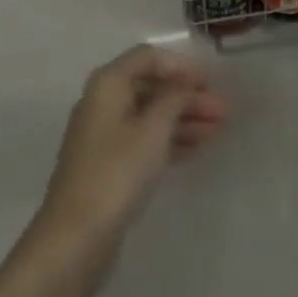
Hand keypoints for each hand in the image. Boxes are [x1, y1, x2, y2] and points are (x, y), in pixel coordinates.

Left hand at [32, 46, 227, 262]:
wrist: (75, 239)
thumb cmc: (116, 173)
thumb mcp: (153, 129)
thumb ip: (174, 99)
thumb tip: (186, 84)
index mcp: (109, 83)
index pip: (149, 57)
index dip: (182, 66)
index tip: (211, 82)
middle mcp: (103, 102)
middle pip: (151, 86)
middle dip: (188, 96)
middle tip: (223, 111)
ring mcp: (104, 135)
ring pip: (150, 115)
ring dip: (183, 118)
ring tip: (218, 130)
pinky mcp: (108, 165)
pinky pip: (144, 139)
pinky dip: (169, 140)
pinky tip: (196, 148)